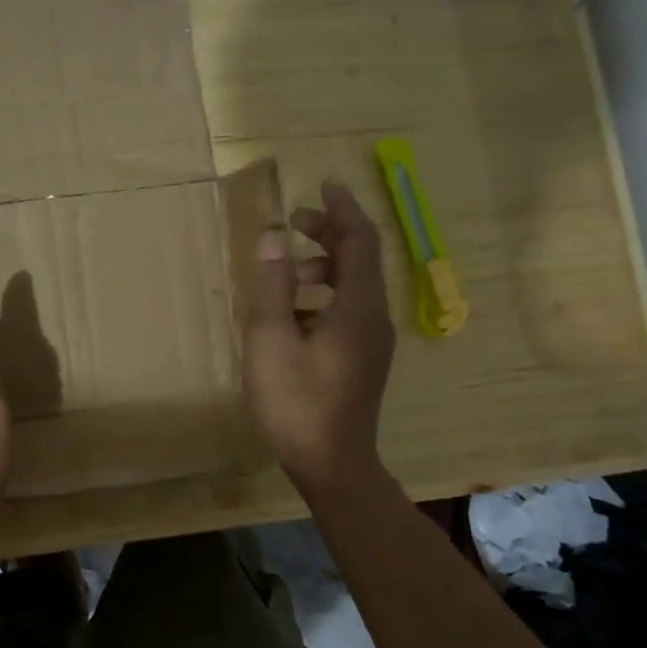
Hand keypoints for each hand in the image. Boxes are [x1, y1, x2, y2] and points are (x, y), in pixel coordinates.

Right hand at [244, 181, 395, 493]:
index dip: (343, 208)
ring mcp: (372, 340)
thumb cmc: (297, 400)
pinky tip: (291, 311)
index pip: (360, 239)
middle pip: (360, 258)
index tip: (324, 183)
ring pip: (354, 285)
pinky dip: (324, 294)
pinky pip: (349, 308)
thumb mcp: (271, 339)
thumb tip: (274, 237)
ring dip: (324, 264)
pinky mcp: (363, 358)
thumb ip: (273, 285)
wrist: (332, 464)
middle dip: (330, 232)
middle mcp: (374, 316)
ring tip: (287, 268)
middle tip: (295, 220)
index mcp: (358, 306)